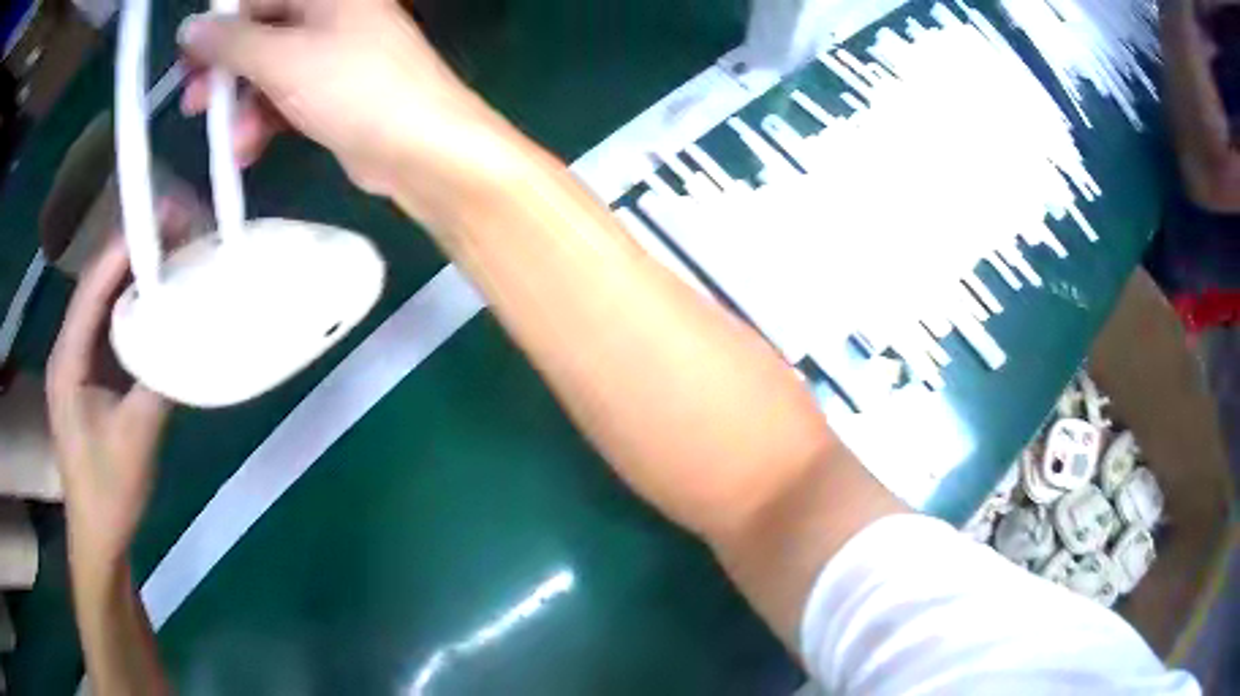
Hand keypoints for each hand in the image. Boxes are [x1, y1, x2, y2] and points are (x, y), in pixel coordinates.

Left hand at [47, 234, 171, 569]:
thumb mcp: (135, 439)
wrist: (99, 537)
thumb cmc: (109, 493)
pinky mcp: (88, 376)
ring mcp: (77, 362)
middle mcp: (67, 349)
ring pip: (103, 303)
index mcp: (68, 360)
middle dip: (133, 252)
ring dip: (134, 277)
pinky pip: (109, 328)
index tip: (165, 218)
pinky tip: (155, 300)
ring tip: (171, 254)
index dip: (125, 247)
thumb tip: (189, 330)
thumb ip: (158, 379)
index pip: (93, 287)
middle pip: (97, 285)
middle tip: (176, 230)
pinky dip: (132, 308)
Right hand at [176, 0, 515, 218]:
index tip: (188, 57)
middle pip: (261, 34)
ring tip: (225, 137)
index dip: (220, 25)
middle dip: (224, 69)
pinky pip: (286, 100)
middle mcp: (330, 16)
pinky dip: (264, 122)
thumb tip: (191, 28)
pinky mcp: (333, 94)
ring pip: (270, 72)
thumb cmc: (352, 86)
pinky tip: (247, 149)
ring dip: (241, 105)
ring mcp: (333, 56)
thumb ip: (232, 44)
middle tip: (193, 100)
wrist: (418, 147)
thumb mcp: (281, 59)